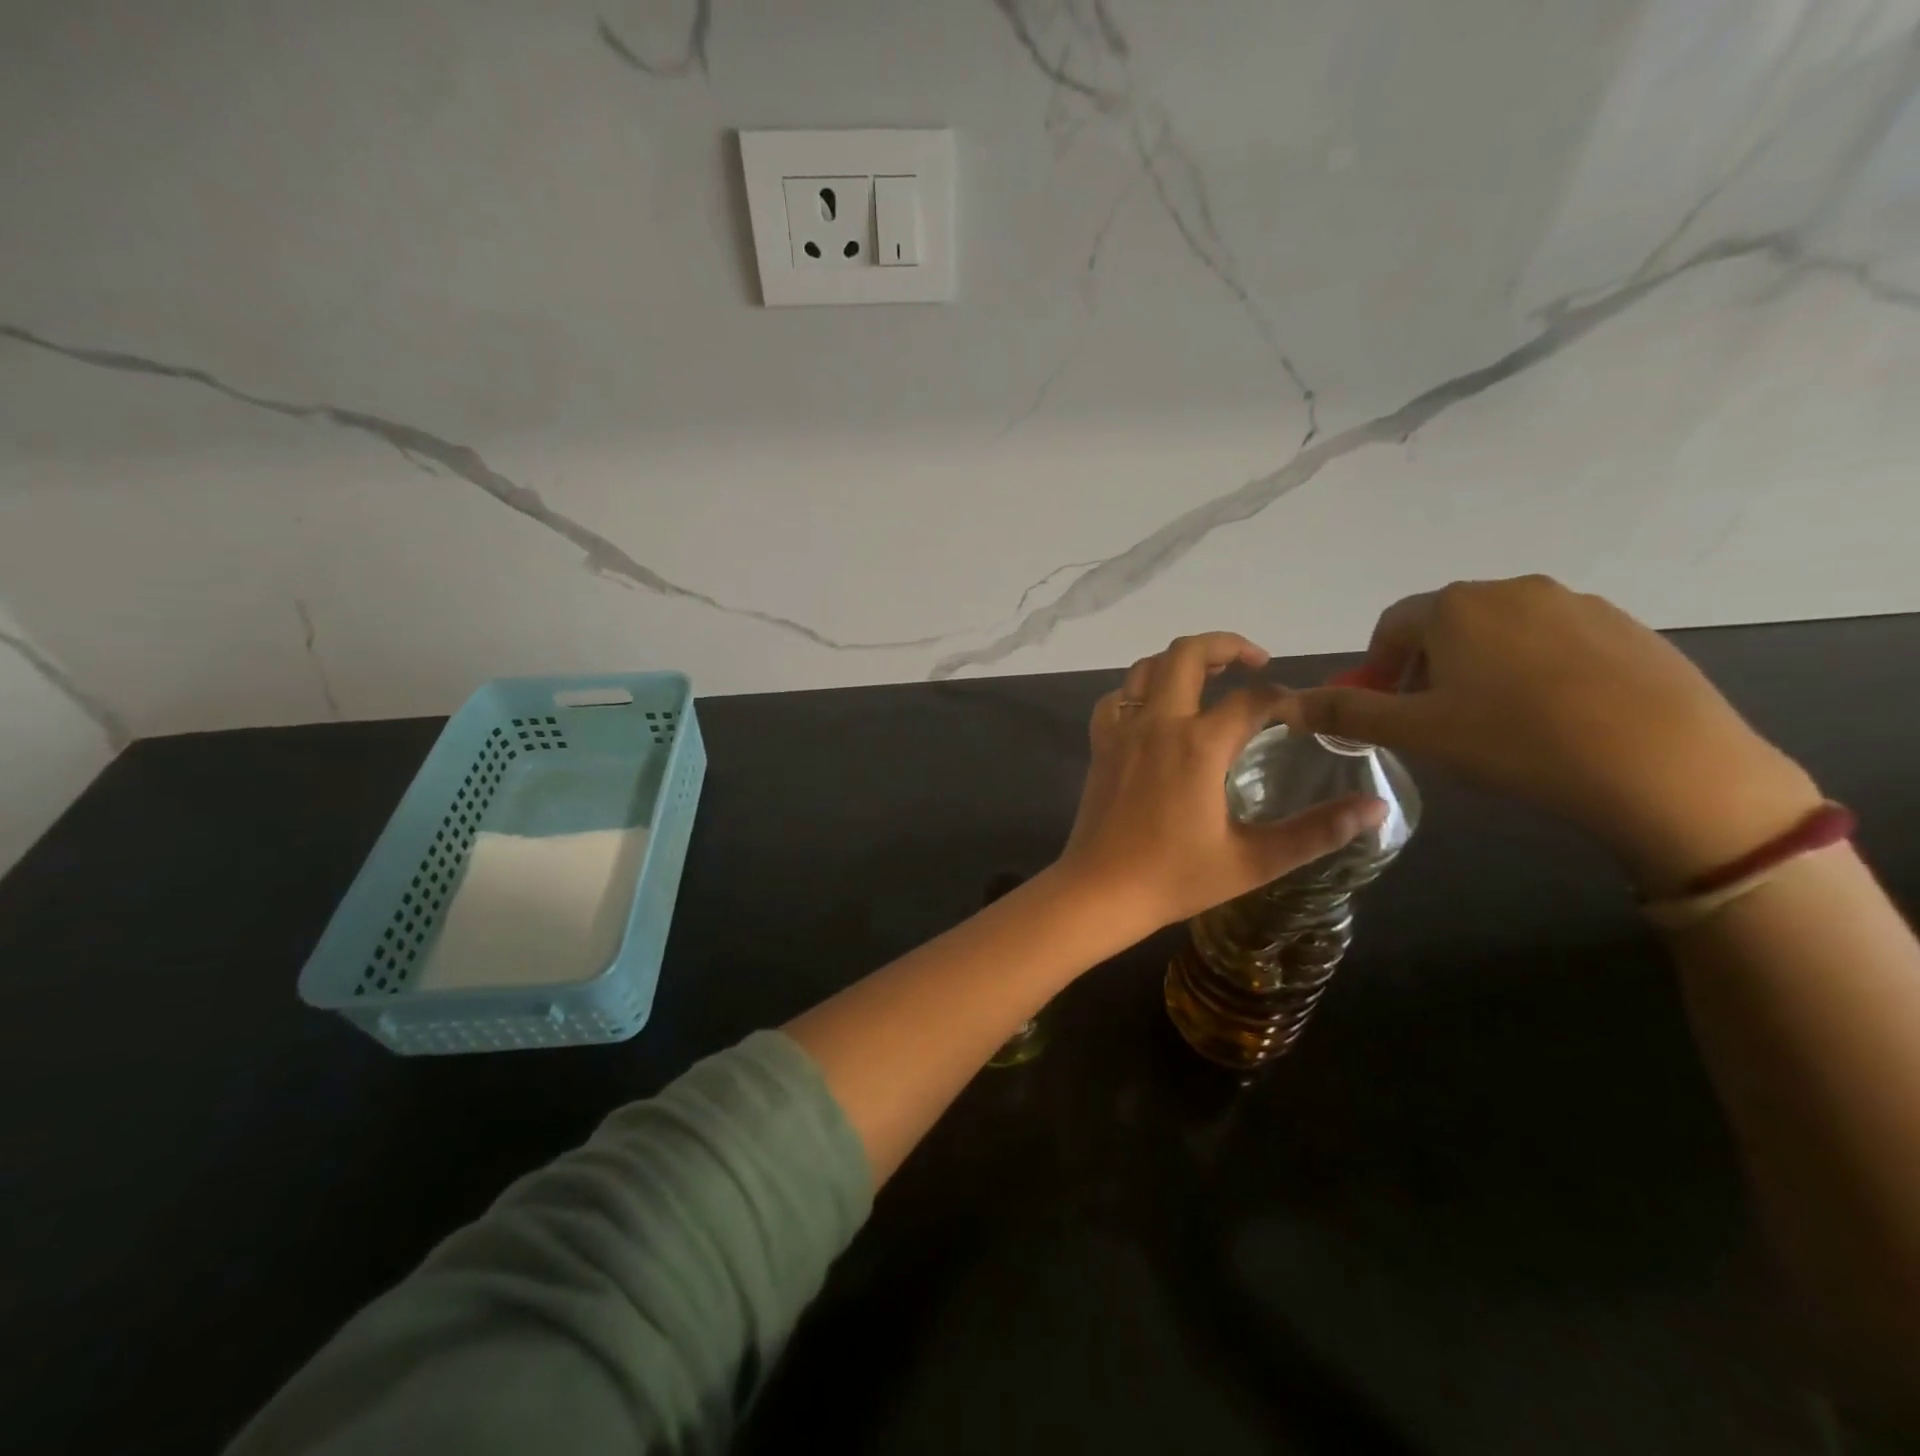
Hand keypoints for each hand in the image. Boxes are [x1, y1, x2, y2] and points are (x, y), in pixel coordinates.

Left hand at [1054, 632, 1387, 934]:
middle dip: (1226, 645)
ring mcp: (1123, 731)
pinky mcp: (1100, 746)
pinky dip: (1138, 690)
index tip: (1301, 715)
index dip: (1284, 698)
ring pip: (1146, 668)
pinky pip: (1116, 698)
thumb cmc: (1175, 878)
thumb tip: (1374, 808)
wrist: (1100, 892)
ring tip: (1210, 675)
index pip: (1252, 699)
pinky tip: (1155, 709)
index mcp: (1200, 745)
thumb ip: (1316, 832)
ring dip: (1180, 661)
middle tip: (1255, 663)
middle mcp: (1159, 723)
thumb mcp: (1254, 861)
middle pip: (1187, 653)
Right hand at [1283, 576, 1821, 890]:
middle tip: (1438, 722)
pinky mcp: (1627, 627)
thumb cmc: (1515, 741)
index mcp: (1455, 607)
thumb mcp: (1416, 732)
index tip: (1388, 710)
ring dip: (1482, 668)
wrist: (1664, 764)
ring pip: (1502, 633)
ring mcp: (1577, 603)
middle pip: (1446, 624)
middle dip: (1428, 668)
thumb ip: (1347, 712)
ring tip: (1499, 724)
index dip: (1378, 668)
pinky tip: (1555, 718)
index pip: (1391, 626)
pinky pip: (1557, 642)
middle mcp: (1512, 589)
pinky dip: (1538, 671)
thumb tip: (1286, 703)